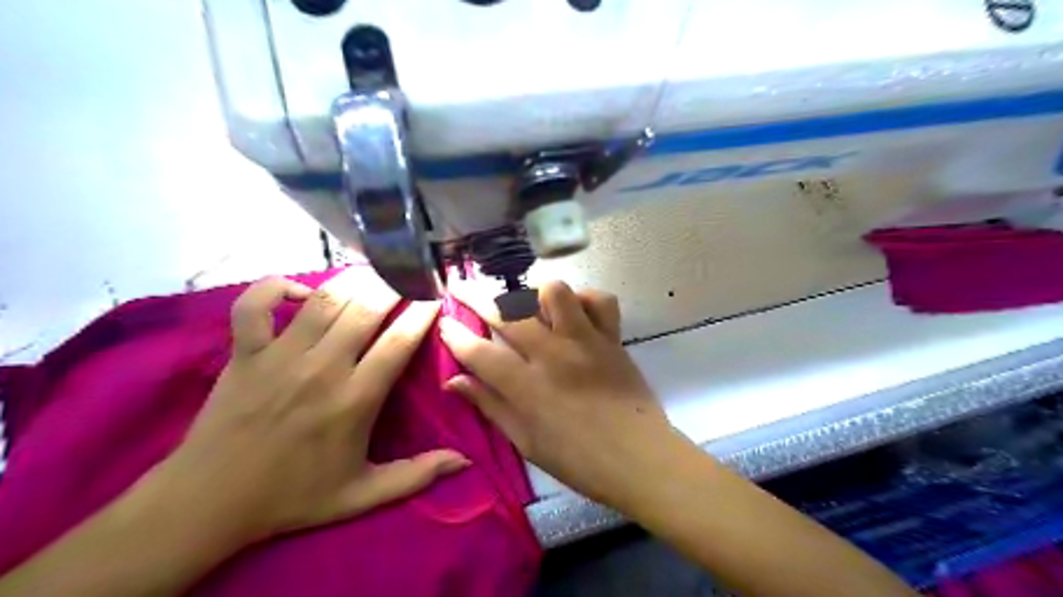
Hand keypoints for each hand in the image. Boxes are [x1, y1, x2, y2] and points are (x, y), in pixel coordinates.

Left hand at [159, 271, 467, 544]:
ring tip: (371, 273)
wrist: (209, 503)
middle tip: (407, 277)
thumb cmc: (293, 496)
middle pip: (366, 309)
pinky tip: (300, 291)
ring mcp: (279, 356)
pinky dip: (275, 287)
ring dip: (352, 280)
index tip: (435, 296)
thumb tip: (465, 461)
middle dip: (393, 285)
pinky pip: (255, 305)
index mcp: (355, 400)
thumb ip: (417, 475)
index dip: (422, 312)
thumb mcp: (362, 495)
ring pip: (323, 300)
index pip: (399, 342)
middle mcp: (321, 369)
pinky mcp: (244, 352)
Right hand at [440, 281, 681, 508]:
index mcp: (528, 388)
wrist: (640, 459)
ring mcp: (586, 341)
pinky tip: (574, 314)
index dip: (455, 335)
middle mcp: (553, 355)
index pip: (479, 353)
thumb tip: (454, 381)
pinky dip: (584, 299)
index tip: (444, 322)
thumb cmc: (579, 460)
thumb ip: (490, 406)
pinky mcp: (612, 338)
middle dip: (475, 296)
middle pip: (507, 313)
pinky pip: (600, 299)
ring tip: (527, 305)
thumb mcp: (526, 442)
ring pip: (555, 291)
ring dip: (534, 293)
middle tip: (461, 288)